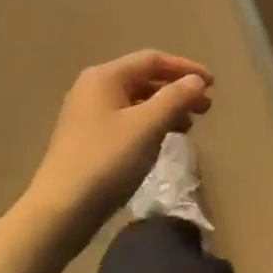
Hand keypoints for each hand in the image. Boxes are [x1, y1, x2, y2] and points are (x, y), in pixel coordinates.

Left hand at [25, 50, 214, 248]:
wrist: (59, 212)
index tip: (213, 83)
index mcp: (105, 77)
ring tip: (189, 126)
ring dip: (165, 109)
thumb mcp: (147, 127)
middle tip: (206, 107)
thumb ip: (175, 98)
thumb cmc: (106, 161)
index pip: (152, 60)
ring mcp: (87, 115)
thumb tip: (196, 80)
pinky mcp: (87, 140)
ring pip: (136, 102)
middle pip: (144, 79)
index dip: (185, 68)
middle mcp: (93, 88)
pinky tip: (162, 141)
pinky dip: (149, 125)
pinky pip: (126, 121)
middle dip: (177, 90)